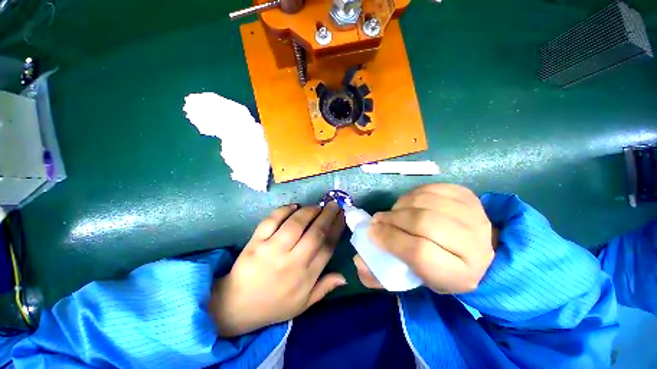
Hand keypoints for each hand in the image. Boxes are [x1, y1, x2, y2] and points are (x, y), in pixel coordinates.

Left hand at [210, 203, 346, 336]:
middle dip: (327, 216)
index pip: (327, 247)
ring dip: (309, 211)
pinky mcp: (255, 242)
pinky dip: (284, 210)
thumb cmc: (275, 304)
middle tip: (334, 205)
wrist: (237, 306)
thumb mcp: (303, 303)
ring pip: (295, 224)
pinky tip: (294, 206)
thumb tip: (345, 277)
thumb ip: (324, 288)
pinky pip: (272, 221)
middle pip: (315, 233)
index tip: (342, 217)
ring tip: (317, 206)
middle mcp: (291, 262)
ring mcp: (272, 250)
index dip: (337, 229)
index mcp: (305, 276)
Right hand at [354, 184, 496, 293]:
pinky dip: (413, 194)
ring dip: (401, 205)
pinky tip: (408, 203)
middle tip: (378, 220)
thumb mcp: (414, 278)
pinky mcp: (468, 196)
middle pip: (424, 223)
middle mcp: (474, 244)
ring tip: (393, 213)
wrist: (480, 251)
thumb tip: (358, 261)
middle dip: (393, 219)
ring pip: (426, 202)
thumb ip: (384, 274)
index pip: (420, 253)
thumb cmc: (442, 268)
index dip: (391, 240)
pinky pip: (431, 189)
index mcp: (460, 274)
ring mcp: (473, 215)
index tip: (373, 233)